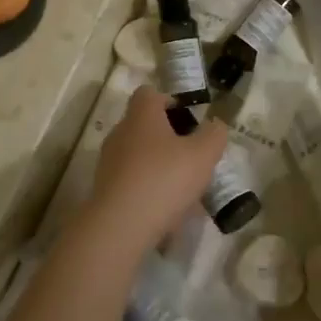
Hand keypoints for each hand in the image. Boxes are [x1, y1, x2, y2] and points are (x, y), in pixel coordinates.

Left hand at [81, 86, 227, 255]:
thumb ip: (214, 135)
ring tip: (185, 189)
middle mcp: (120, 132)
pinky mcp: (105, 189)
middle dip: (169, 138)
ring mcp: (109, 162)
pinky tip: (168, 210)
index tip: (189, 121)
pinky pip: (133, 181)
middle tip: (193, 157)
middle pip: (145, 126)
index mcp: (141, 115)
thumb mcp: (203, 155)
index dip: (170, 101)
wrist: (120, 226)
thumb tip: (215, 125)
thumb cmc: (164, 179)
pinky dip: (150, 189)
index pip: (149, 93)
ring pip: (140, 155)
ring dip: (160, 166)